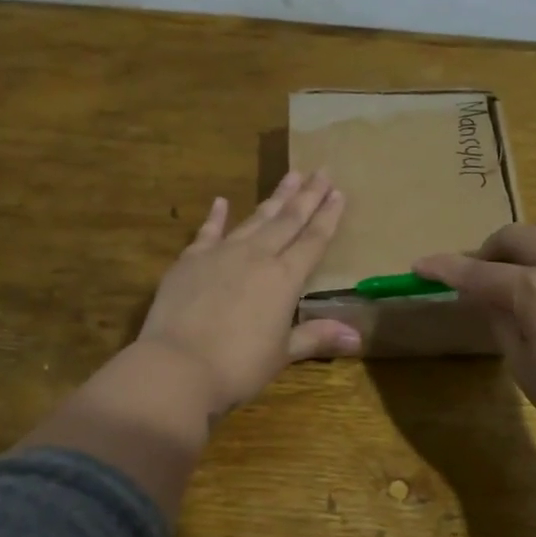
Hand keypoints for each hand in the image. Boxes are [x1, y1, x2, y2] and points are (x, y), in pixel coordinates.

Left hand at [137, 169, 360, 415]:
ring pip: (254, 219)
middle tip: (322, 170)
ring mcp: (221, 254)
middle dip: (307, 196)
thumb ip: (316, 337)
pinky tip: (221, 201)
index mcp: (284, 279)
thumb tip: (358, 336)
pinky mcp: (190, 260)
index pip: (313, 241)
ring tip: (290, 175)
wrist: (177, 366)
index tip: (339, 192)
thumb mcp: (282, 355)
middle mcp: (256, 257)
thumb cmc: (237, 366)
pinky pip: (208, 232)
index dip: (328, 217)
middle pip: (287, 221)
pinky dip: (216, 216)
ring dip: (274, 198)